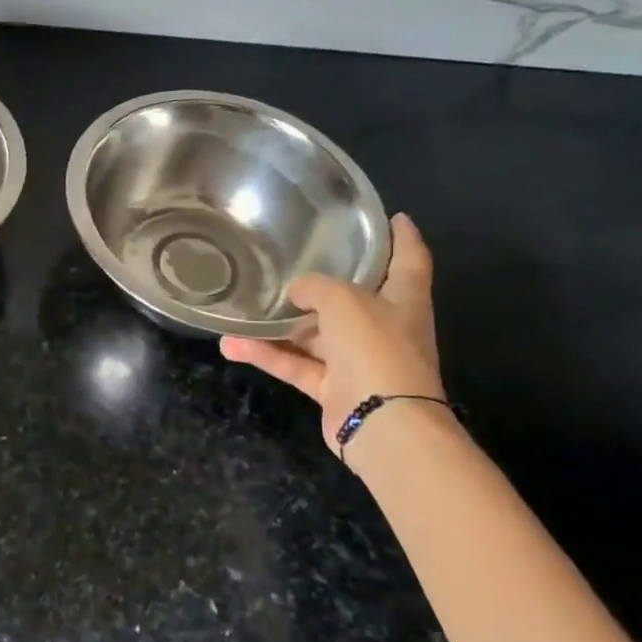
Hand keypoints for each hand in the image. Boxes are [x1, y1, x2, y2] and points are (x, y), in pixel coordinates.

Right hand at [219, 214, 443, 454]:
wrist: (382, 424)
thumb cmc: (375, 348)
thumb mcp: (344, 300)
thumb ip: (316, 286)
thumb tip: (297, 291)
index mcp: (403, 300)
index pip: (409, 259)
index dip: (402, 237)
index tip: (392, 217)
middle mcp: (384, 327)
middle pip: (355, 297)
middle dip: (326, 281)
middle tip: (295, 257)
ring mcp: (358, 360)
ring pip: (314, 333)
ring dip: (280, 325)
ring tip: (243, 308)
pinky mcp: (333, 387)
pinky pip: (296, 364)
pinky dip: (267, 355)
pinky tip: (231, 345)